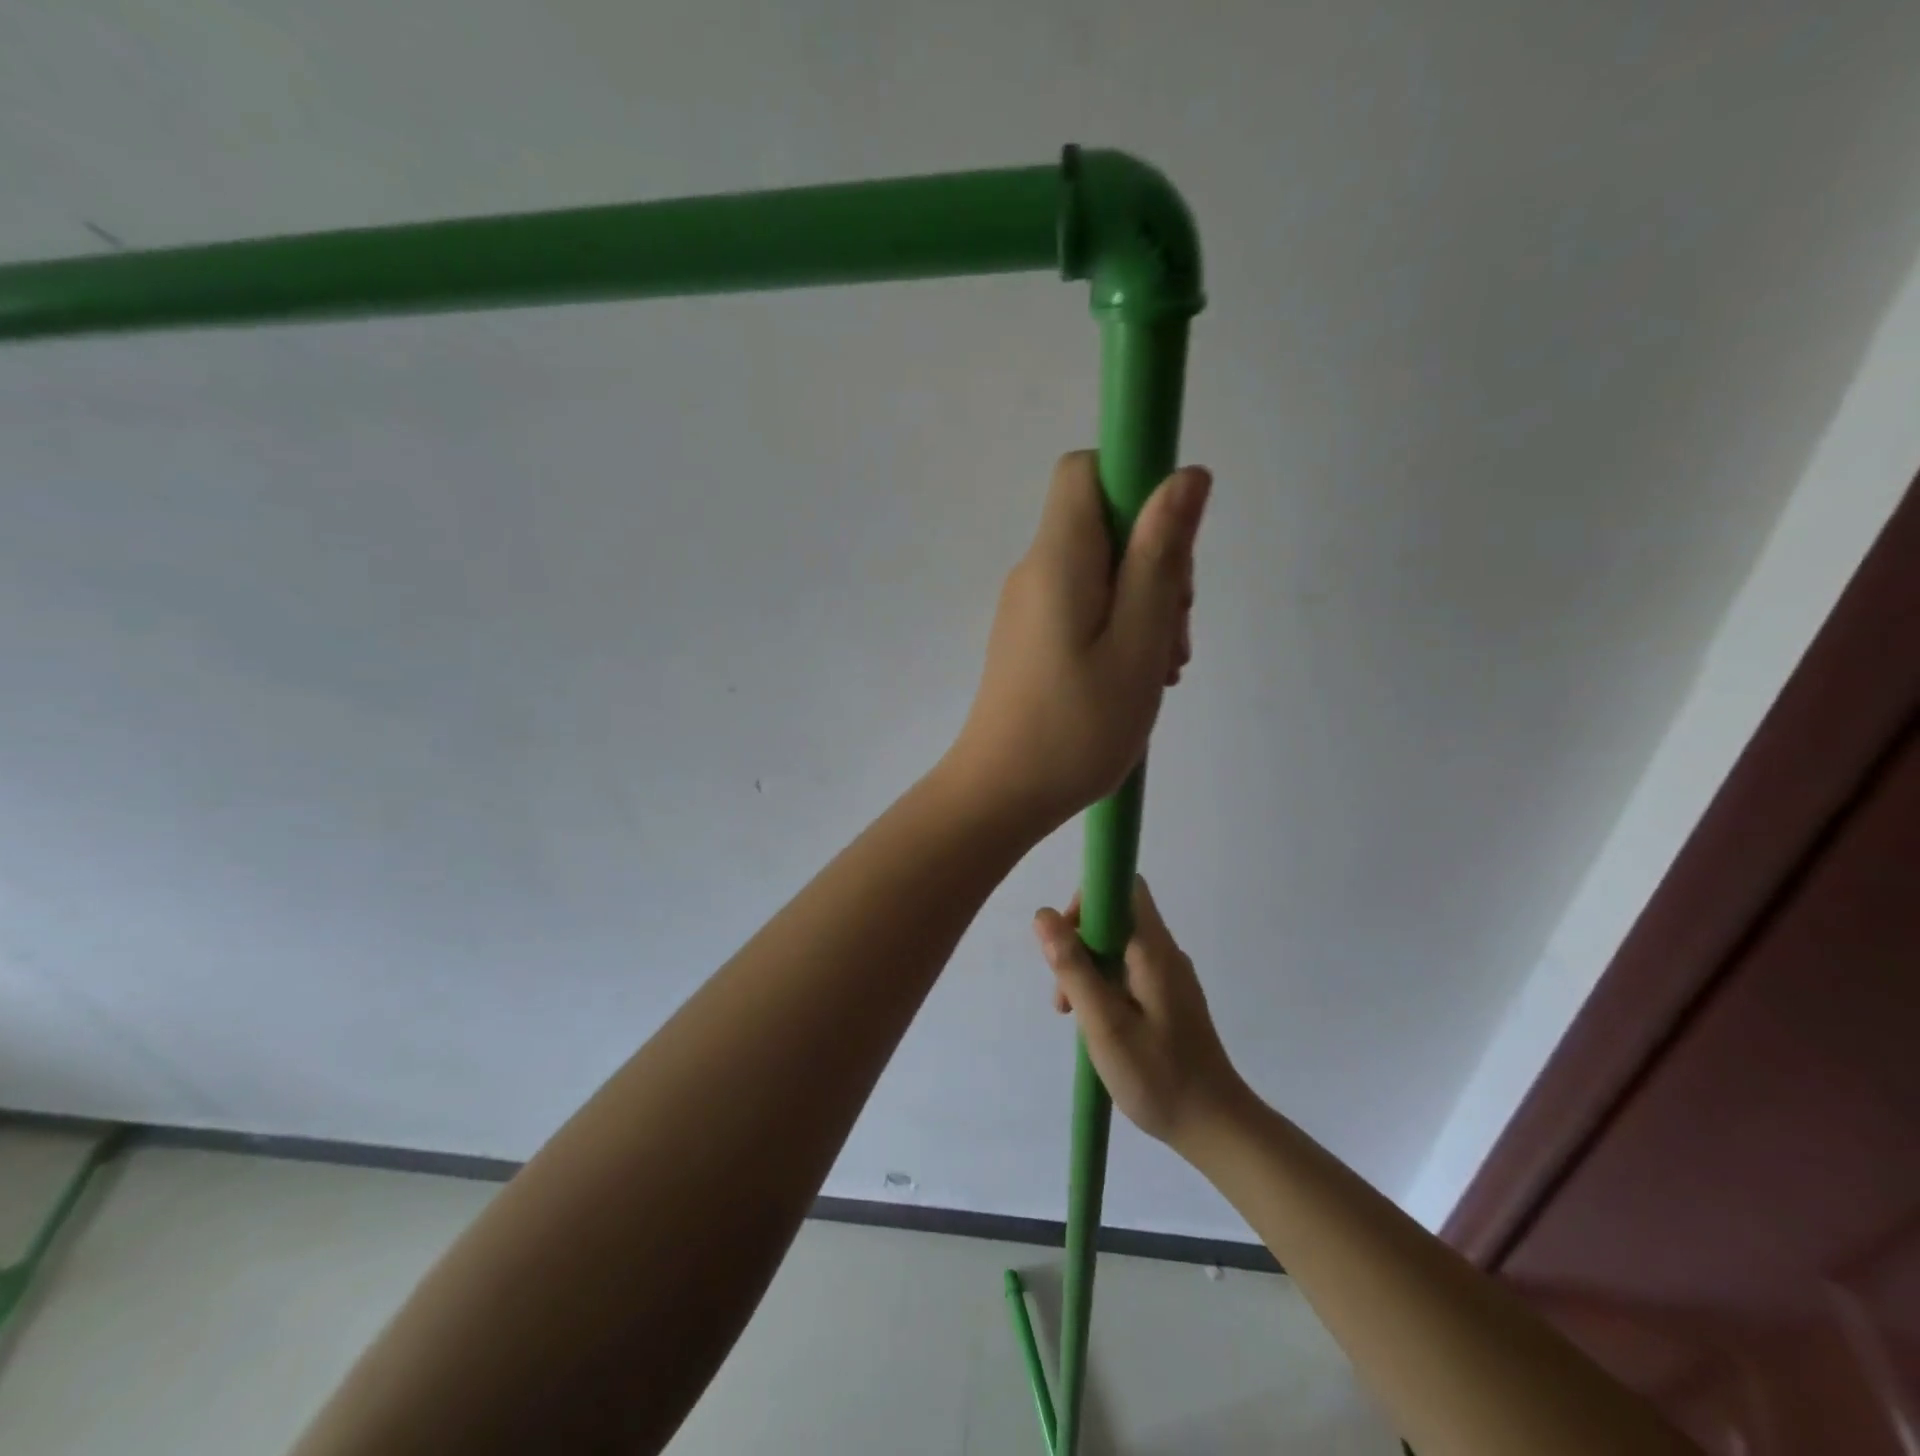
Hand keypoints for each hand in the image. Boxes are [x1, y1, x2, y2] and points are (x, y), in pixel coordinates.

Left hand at [945, 451, 1210, 832]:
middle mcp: (1037, 571)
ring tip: (1160, 671)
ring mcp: (1030, 607)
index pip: (1087, 470)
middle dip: (1156, 563)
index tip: (1172, 545)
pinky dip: (1119, 630)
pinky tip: (1134, 680)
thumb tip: (1184, 474)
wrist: (1000, 795)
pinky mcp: (1031, 639)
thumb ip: (1160, 557)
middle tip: (1173, 635)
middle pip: (1105, 525)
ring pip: (1102, 572)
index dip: (1137, 484)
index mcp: (1059, 558)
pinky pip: (1085, 609)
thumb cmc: (1076, 727)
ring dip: (1144, 606)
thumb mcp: (1137, 642)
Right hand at [1032, 877, 1244, 1147]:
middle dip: (1079, 943)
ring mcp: (1170, 976)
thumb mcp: (1104, 1024)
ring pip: (1119, 947)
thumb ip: (1073, 968)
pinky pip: (1129, 972)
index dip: (1088, 900)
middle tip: (1064, 994)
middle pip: (1116, 918)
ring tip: (1074, 1018)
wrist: (1215, 1127)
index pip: (1123, 887)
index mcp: (1154, 951)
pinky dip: (1105, 986)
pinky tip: (1098, 1026)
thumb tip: (1043, 914)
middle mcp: (1165, 953)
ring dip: (1088, 970)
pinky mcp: (1170, 999)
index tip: (1065, 939)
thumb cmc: (1158, 1076)